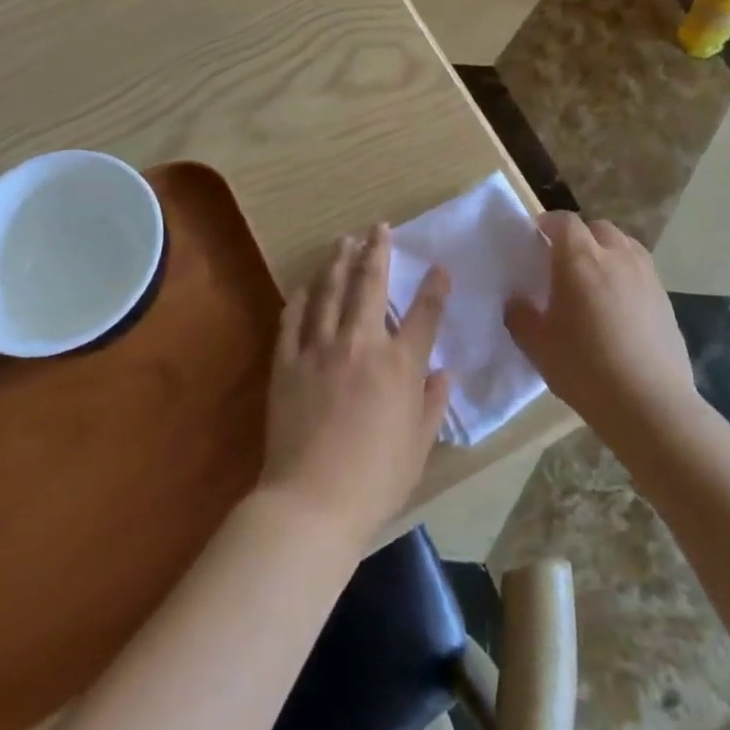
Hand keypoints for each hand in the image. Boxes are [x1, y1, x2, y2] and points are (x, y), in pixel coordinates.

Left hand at [258, 226, 450, 549]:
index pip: (424, 315)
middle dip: (377, 251)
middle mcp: (361, 344)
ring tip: (343, 241)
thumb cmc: (375, 480)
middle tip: (379, 227)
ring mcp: (320, 349)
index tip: (439, 267)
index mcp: (400, 365)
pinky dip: (300, 299)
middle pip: (370, 285)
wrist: (312, 502)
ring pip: (330, 292)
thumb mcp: (419, 447)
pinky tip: (304, 286)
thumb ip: (432, 404)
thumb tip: (441, 373)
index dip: (435, 287)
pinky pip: (293, 320)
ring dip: (338, 262)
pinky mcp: (288, 362)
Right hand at [506, 212, 695, 440]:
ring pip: (624, 245)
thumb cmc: (585, 368)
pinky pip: (641, 270)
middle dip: (579, 236)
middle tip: (565, 261)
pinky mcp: (665, 297)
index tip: (537, 237)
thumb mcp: (537, 346)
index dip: (548, 224)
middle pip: (597, 228)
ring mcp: (646, 275)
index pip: (563, 221)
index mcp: (579, 259)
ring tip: (595, 278)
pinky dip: (627, 274)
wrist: (649, 404)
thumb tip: (516, 301)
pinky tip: (619, 305)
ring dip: (606, 251)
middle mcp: (615, 256)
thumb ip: (520, 316)